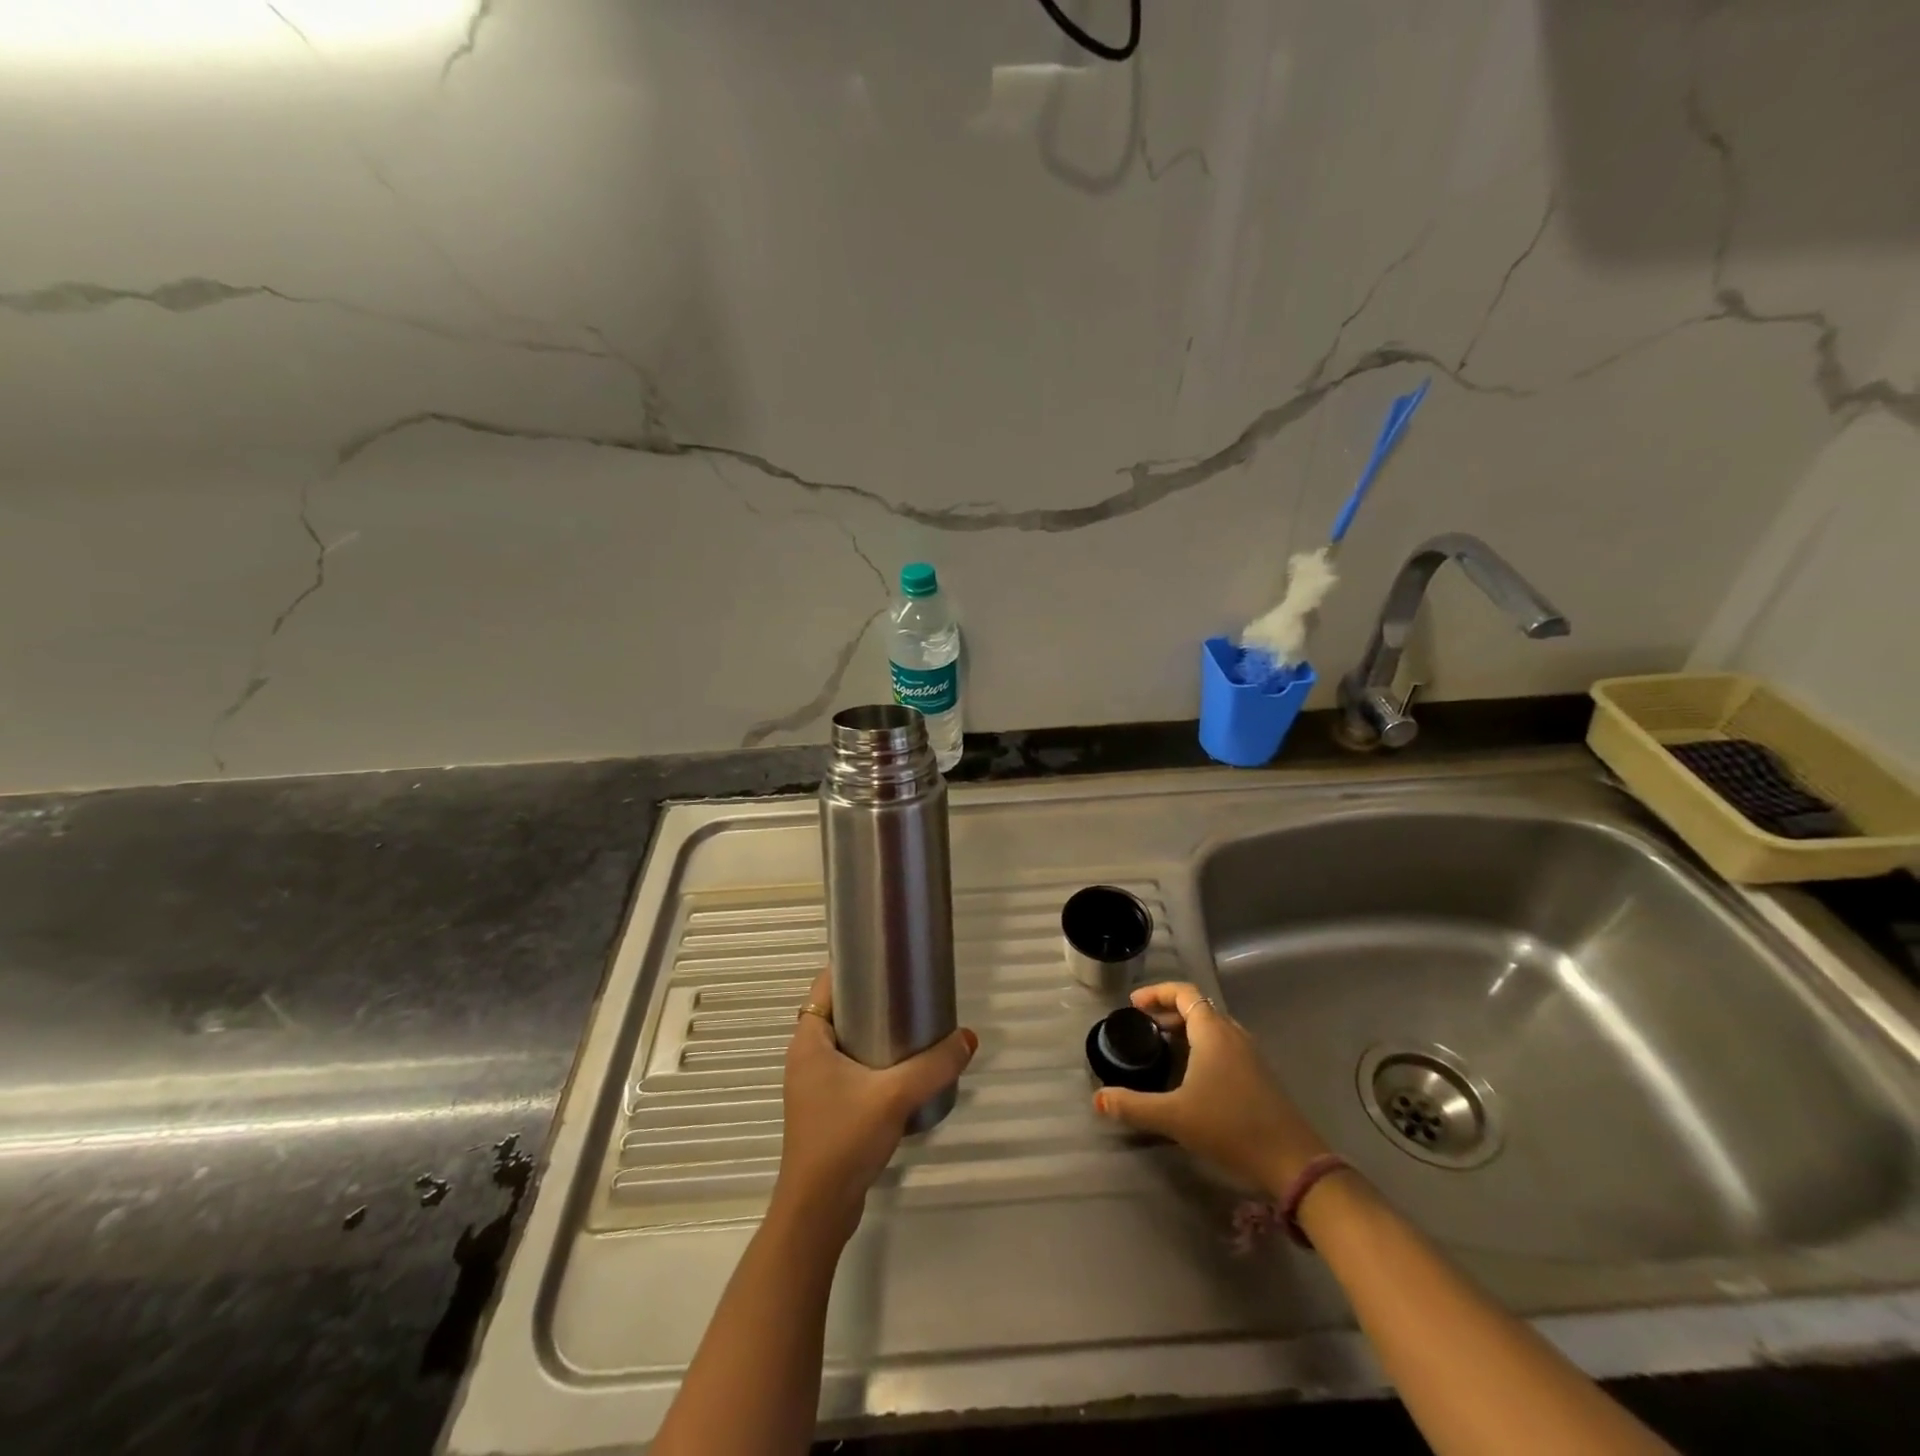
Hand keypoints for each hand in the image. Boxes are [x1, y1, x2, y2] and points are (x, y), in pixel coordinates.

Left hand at [772, 968, 976, 1245]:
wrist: (819, 1212)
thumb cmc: (844, 1139)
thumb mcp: (894, 1096)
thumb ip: (934, 1065)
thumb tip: (969, 1037)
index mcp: (808, 1042)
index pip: (824, 986)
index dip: (851, 967)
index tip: (886, 959)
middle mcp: (806, 1058)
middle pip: (838, 1012)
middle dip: (871, 999)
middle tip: (909, 990)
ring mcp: (814, 1086)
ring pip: (846, 1043)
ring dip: (874, 1033)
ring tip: (914, 1024)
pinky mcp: (827, 1110)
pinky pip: (851, 1070)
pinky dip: (873, 1061)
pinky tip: (904, 1069)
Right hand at [1093, 981, 1329, 1194]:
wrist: (1292, 1162)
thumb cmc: (1229, 1127)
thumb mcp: (1174, 1117)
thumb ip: (1133, 1106)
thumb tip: (1098, 1099)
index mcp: (1213, 1031)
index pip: (1184, 992)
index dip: (1156, 993)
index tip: (1133, 1005)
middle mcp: (1233, 1034)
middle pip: (1197, 1008)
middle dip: (1166, 1012)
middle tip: (1141, 1027)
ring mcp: (1250, 1054)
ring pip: (1212, 1027)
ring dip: (1185, 1030)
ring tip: (1161, 1047)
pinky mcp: (1259, 1075)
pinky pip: (1224, 1045)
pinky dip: (1201, 1046)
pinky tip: (1190, 1074)